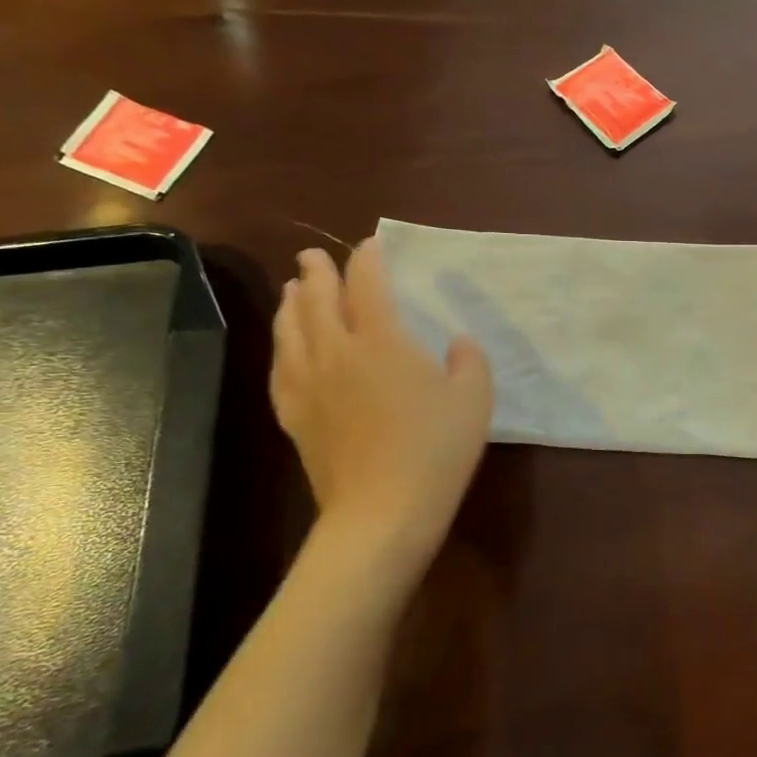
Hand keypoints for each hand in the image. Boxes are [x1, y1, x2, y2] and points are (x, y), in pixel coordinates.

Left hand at [270, 241, 492, 555]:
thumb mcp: (475, 399)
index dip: (368, 260)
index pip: (368, 286)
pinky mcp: (296, 416)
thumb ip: (469, 360)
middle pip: (317, 300)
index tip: (370, 245)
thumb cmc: (436, 449)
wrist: (382, 511)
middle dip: (317, 273)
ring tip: (291, 290)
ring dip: (291, 304)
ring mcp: (310, 385)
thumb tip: (457, 342)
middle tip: (314, 256)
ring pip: (290, 330)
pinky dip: (281, 347)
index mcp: (383, 341)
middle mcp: (337, 353)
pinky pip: (281, 369)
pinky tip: (285, 348)